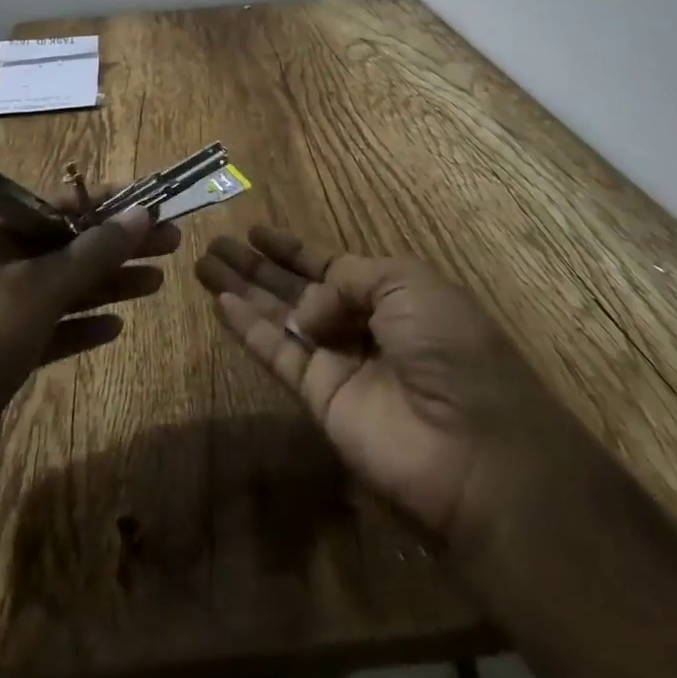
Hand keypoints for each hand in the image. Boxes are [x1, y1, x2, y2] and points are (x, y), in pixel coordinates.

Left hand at [0, 204, 179, 590]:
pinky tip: (116, 326)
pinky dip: (84, 323)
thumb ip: (94, 251)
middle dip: (118, 244)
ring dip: (109, 282)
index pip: (61, 201)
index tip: (155, 204)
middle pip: (69, 242)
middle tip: (171, 243)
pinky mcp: (6, 351)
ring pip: (66, 284)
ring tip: (158, 282)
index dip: (110, 203)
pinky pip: (55, 326)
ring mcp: (0, 308)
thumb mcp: (41, 289)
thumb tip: (142, 213)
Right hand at [195, 225, 599, 550]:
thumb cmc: (449, 346)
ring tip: (203, 263)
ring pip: (279, 317)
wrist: (473, 448)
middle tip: (215, 242)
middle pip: (296, 288)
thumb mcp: (407, 284)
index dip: (293, 248)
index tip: (256, 229)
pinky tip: (220, 302)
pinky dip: (248, 330)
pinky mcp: (319, 399)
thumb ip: (348, 280)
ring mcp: (338, 363)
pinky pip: (277, 354)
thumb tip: (307, 307)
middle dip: (257, 265)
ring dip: (242, 290)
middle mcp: (361, 324)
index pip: (330, 264)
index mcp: (391, 293)